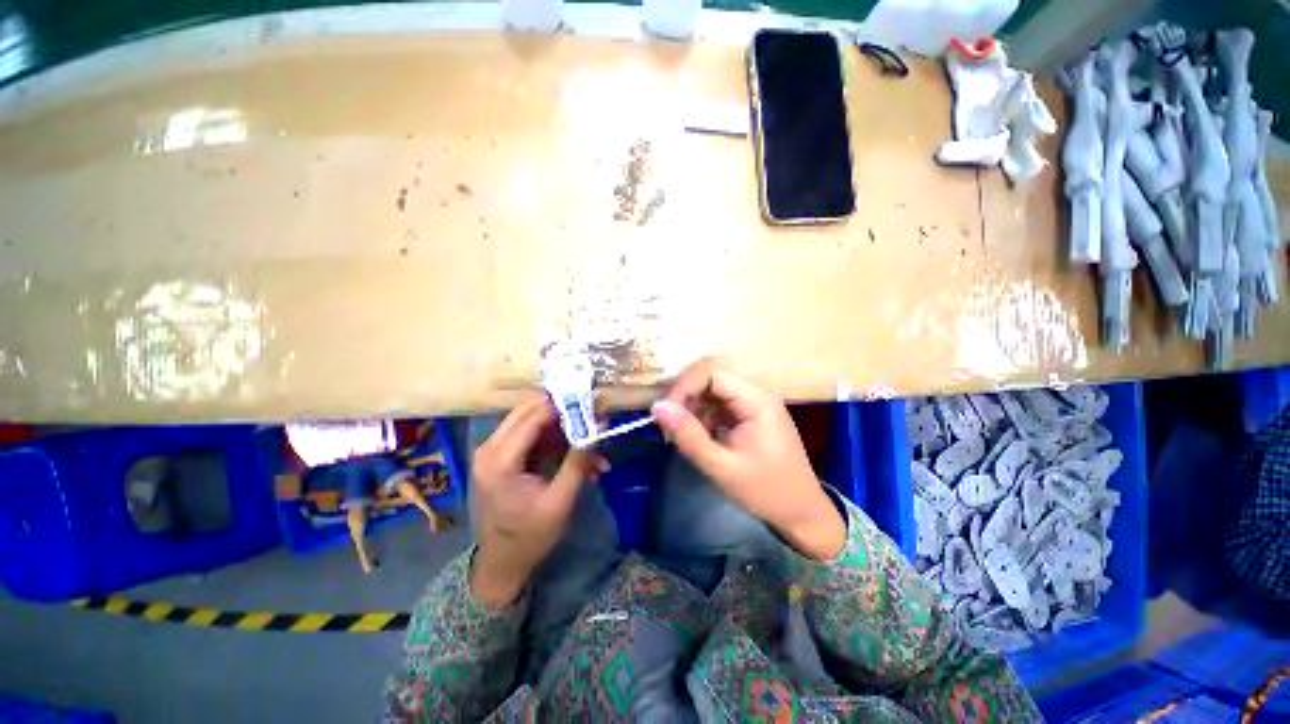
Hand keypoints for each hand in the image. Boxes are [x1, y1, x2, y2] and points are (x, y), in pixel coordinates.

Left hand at [471, 396, 606, 608]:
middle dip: (565, 410)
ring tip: (595, 437)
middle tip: (596, 413)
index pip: (534, 415)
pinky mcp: (504, 456)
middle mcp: (491, 448)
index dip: (565, 405)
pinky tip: (582, 456)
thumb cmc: (530, 536)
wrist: (503, 563)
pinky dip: (558, 441)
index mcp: (500, 460)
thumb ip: (579, 461)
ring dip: (565, 427)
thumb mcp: (560, 500)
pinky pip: (534, 437)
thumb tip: (600, 425)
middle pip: (531, 410)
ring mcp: (495, 450)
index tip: (594, 402)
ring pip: (534, 421)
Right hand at [651, 359, 845, 559]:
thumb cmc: (765, 491)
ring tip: (681, 433)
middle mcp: (756, 393)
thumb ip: (688, 435)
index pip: (711, 372)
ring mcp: (754, 403)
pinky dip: (703, 415)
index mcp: (756, 399)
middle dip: (686, 395)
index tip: (667, 413)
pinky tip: (698, 436)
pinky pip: (720, 403)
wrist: (802, 513)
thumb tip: (657, 407)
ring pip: (713, 389)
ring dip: (693, 406)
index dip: (685, 386)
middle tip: (670, 424)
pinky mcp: (750, 414)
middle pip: (712, 376)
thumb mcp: (721, 467)